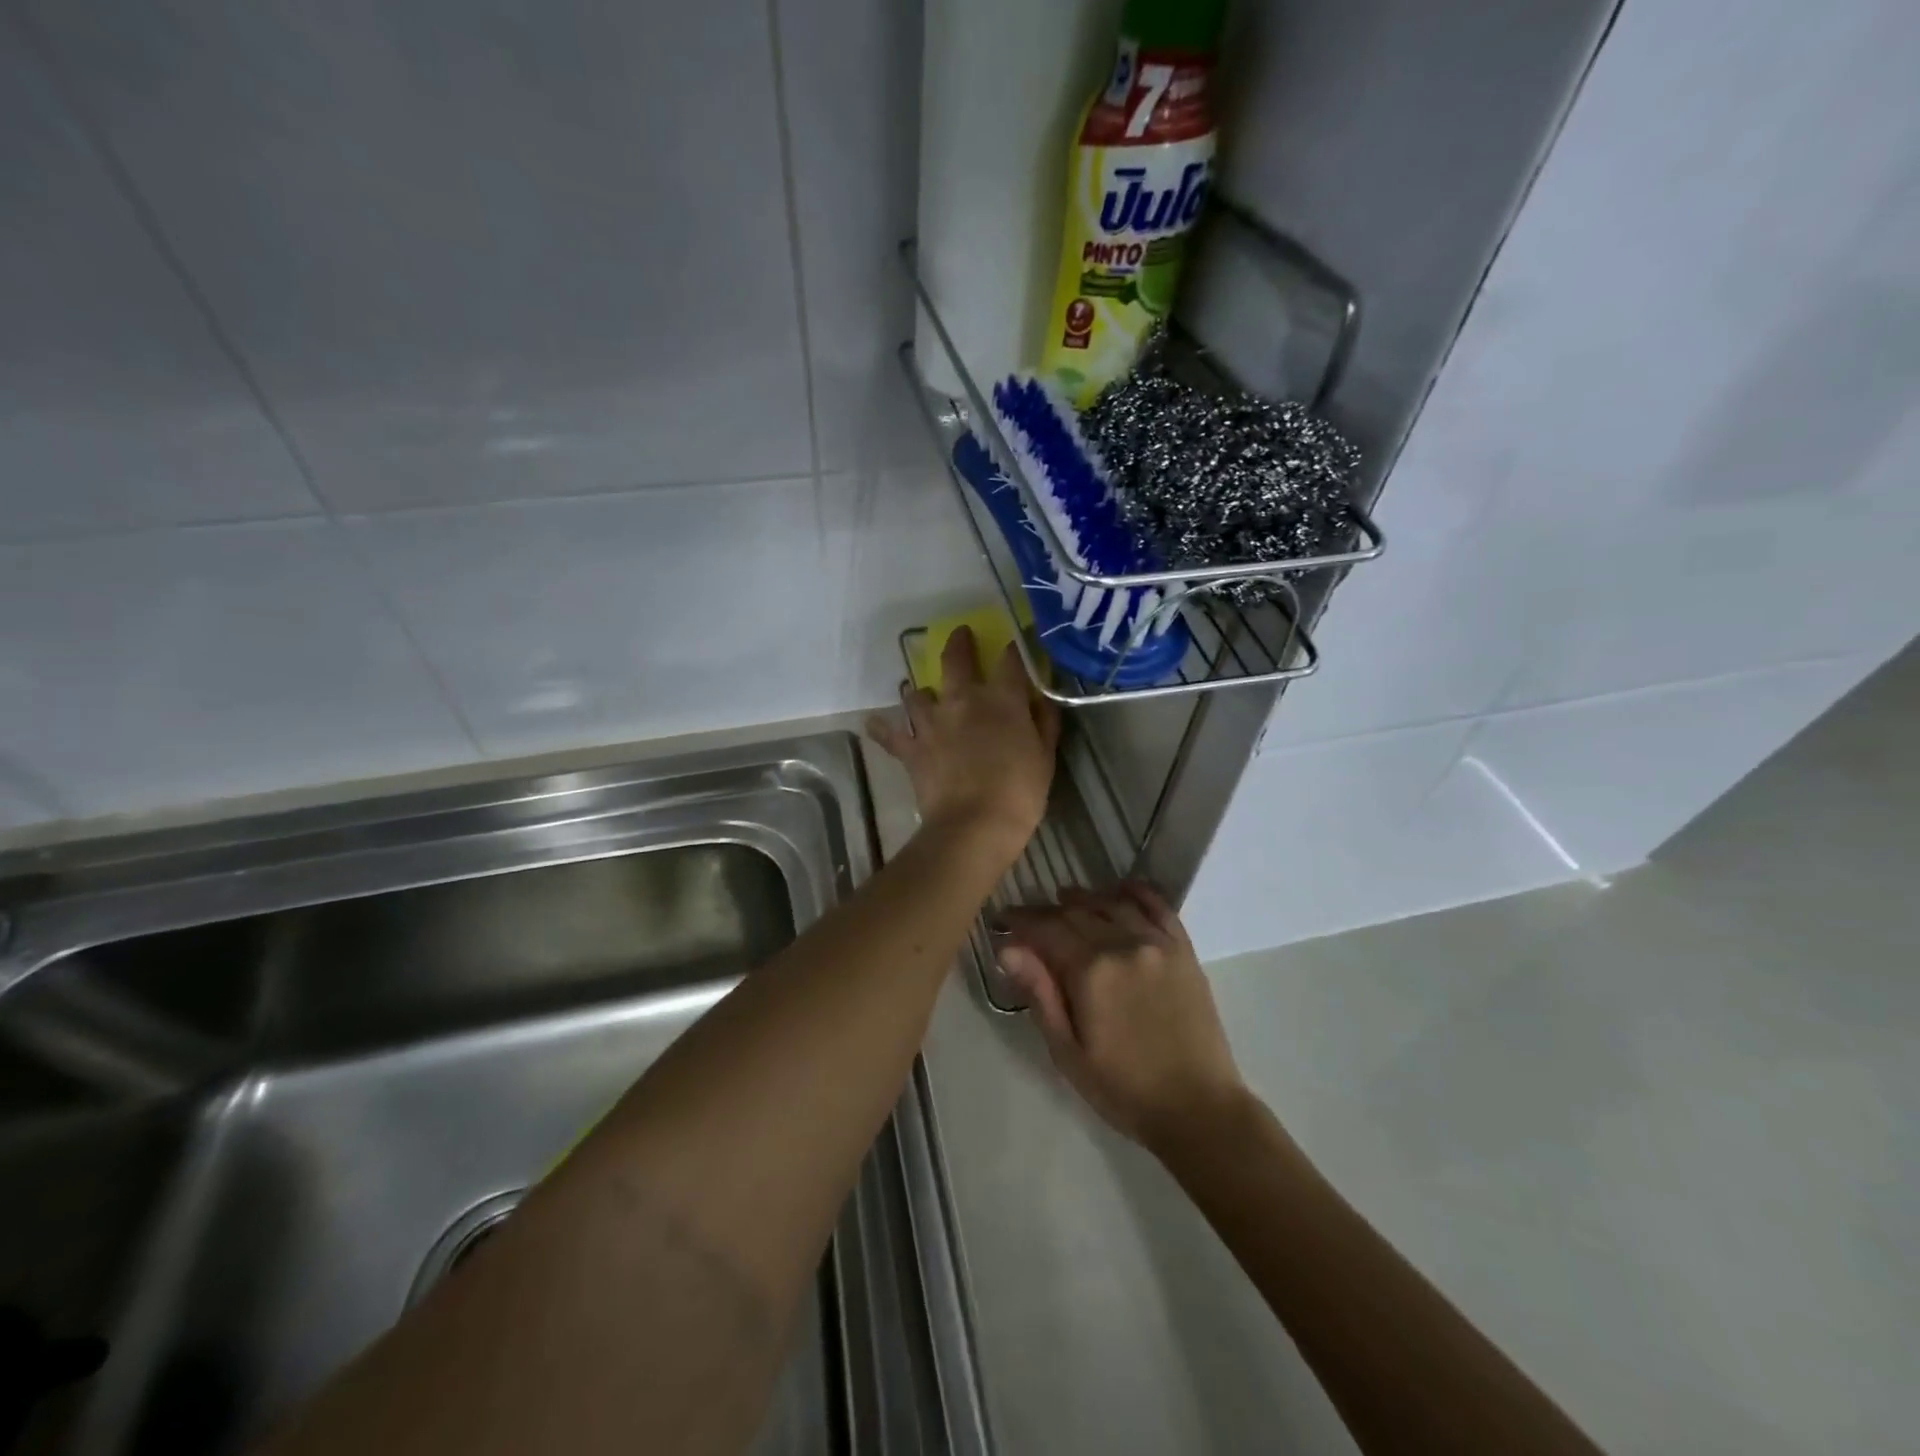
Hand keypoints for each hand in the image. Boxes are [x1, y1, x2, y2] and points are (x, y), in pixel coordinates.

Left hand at [867, 626, 1059, 861]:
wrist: (975, 825)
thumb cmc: (1019, 792)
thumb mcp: (1045, 756)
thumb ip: (1043, 722)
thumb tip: (1040, 699)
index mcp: (1001, 700)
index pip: (1009, 661)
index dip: (1012, 650)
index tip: (1013, 645)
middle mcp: (962, 700)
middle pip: (956, 660)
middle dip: (958, 643)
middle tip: (959, 634)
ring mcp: (932, 723)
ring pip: (917, 693)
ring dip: (920, 692)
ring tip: (921, 694)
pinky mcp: (911, 748)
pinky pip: (890, 734)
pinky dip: (881, 729)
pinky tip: (873, 724)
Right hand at [998, 883, 1248, 1155]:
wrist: (1199, 1109)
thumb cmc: (1124, 1089)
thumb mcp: (1068, 1052)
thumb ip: (1039, 994)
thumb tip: (1007, 949)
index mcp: (1091, 971)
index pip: (1046, 929)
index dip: (1020, 921)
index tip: (1002, 920)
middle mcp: (1123, 945)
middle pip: (1077, 912)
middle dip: (1048, 912)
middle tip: (1030, 920)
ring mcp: (1157, 944)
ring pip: (1113, 903)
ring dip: (1086, 898)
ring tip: (1067, 900)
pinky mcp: (1183, 951)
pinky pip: (1158, 907)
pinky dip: (1137, 892)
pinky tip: (1122, 889)